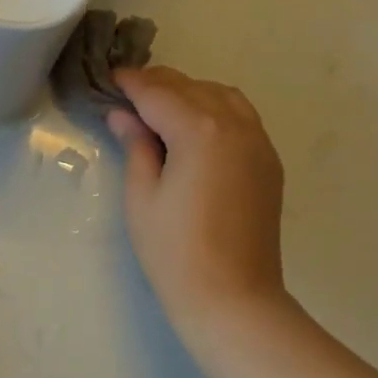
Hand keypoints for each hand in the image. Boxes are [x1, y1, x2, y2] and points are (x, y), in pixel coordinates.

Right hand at [107, 67, 289, 345]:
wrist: (233, 298)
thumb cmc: (175, 252)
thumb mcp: (142, 196)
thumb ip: (136, 146)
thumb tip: (123, 115)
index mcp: (199, 130)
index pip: (157, 93)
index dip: (130, 84)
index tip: (109, 79)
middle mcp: (235, 125)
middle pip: (191, 87)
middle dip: (158, 85)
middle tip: (127, 95)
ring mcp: (258, 142)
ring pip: (221, 95)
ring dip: (190, 93)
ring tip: (161, 109)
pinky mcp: (269, 162)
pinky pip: (241, 117)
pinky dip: (215, 110)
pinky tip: (195, 129)